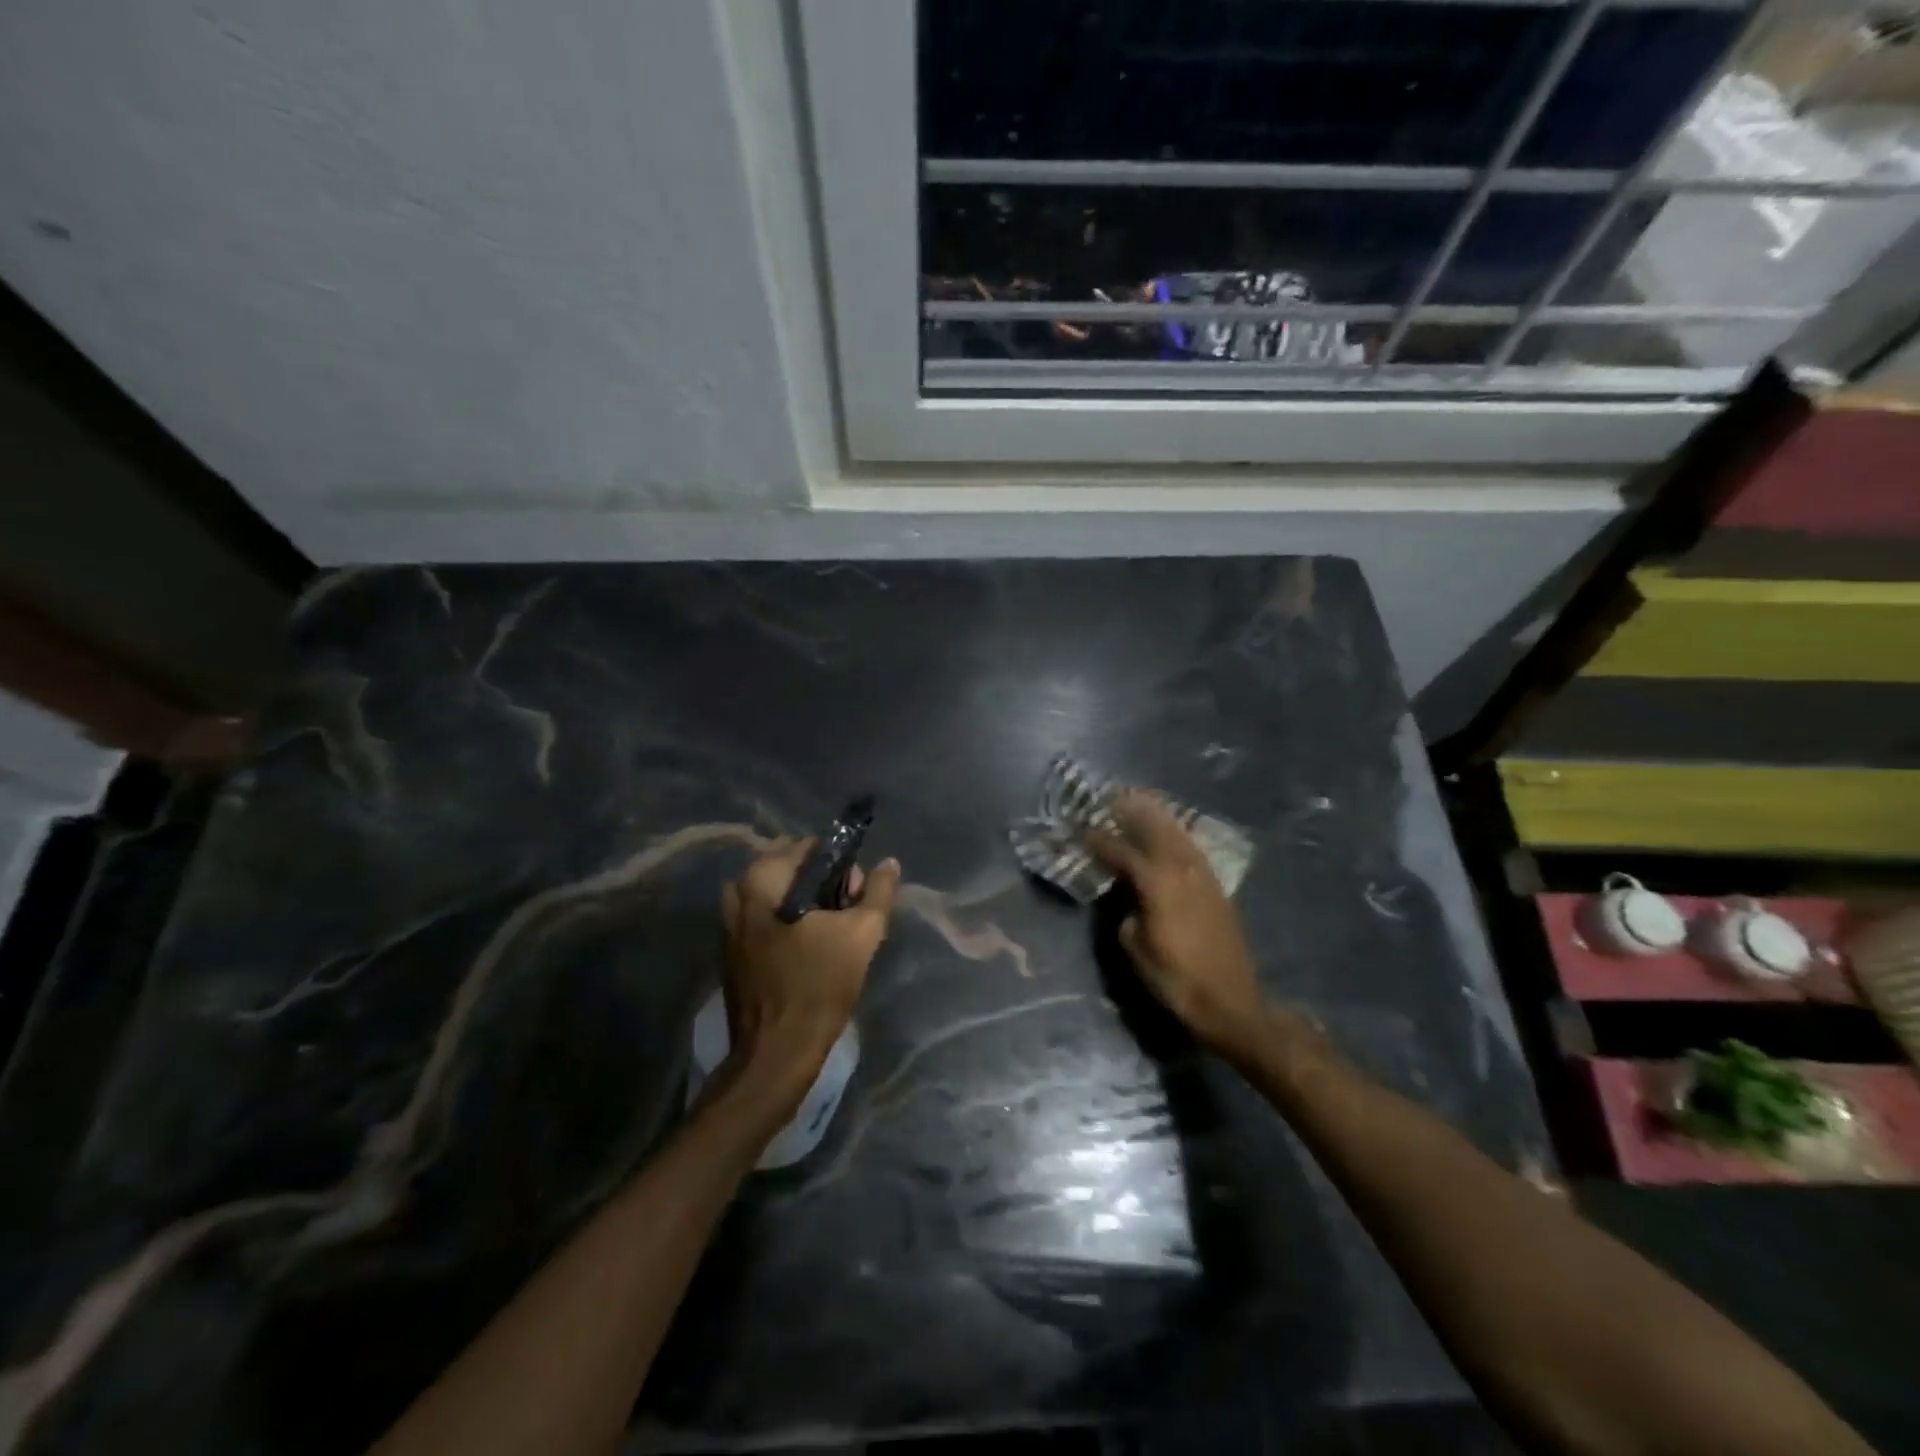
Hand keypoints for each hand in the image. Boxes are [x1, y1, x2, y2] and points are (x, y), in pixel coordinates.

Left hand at [720, 840, 900, 1099]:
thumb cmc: (818, 986)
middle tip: (848, 911)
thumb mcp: (861, 934)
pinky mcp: (732, 952)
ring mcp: (728, 925)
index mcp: (761, 881)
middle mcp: (737, 894)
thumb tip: (888, 863)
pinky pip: (765, 919)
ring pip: (778, 896)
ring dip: (807, 903)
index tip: (857, 891)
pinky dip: (789, 923)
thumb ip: (878, 892)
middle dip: (823, 882)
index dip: (840, 863)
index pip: (808, 846)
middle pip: (790, 869)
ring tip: (832, 931)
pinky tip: (811, 950)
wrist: (776, 1053)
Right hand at [1086, 792, 1268, 1059]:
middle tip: (1114, 798)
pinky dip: (1177, 835)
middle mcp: (1182, 871)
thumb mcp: (1137, 950)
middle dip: (1134, 813)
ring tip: (1141, 804)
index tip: (1084, 830)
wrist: (1231, 1002)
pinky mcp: (1217, 888)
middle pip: (1156, 830)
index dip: (1102, 841)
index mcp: (1158, 884)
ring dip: (1158, 818)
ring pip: (1178, 835)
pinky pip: (1192, 849)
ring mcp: (1203, 877)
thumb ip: (1128, 915)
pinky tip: (1170, 835)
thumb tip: (1130, 902)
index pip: (1124, 853)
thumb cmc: (1177, 980)